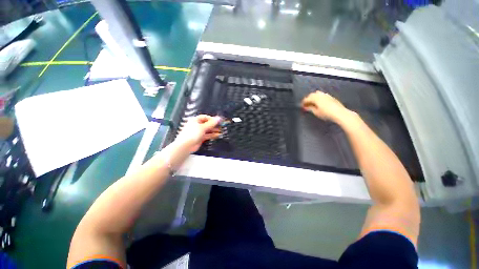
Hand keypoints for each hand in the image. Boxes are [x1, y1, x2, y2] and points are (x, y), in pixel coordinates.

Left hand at [175, 115, 221, 151]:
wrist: (186, 146)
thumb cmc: (192, 134)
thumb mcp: (203, 127)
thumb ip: (211, 123)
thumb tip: (218, 118)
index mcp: (195, 120)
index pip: (205, 117)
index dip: (212, 119)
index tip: (218, 120)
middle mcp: (197, 125)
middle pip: (207, 124)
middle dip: (214, 125)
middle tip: (221, 125)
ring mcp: (199, 132)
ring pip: (208, 130)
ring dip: (214, 130)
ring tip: (221, 130)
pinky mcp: (200, 138)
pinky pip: (208, 135)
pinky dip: (212, 135)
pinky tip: (218, 135)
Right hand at [301, 91, 349, 121]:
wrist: (339, 113)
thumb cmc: (326, 113)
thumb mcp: (316, 112)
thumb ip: (310, 108)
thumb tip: (306, 107)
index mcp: (315, 98)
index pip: (306, 99)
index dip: (303, 102)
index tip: (301, 106)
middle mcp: (320, 95)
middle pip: (311, 95)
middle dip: (308, 99)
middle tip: (306, 104)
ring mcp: (326, 95)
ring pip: (317, 94)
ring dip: (313, 97)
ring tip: (312, 103)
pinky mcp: (330, 97)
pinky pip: (322, 95)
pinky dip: (318, 98)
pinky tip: (319, 102)